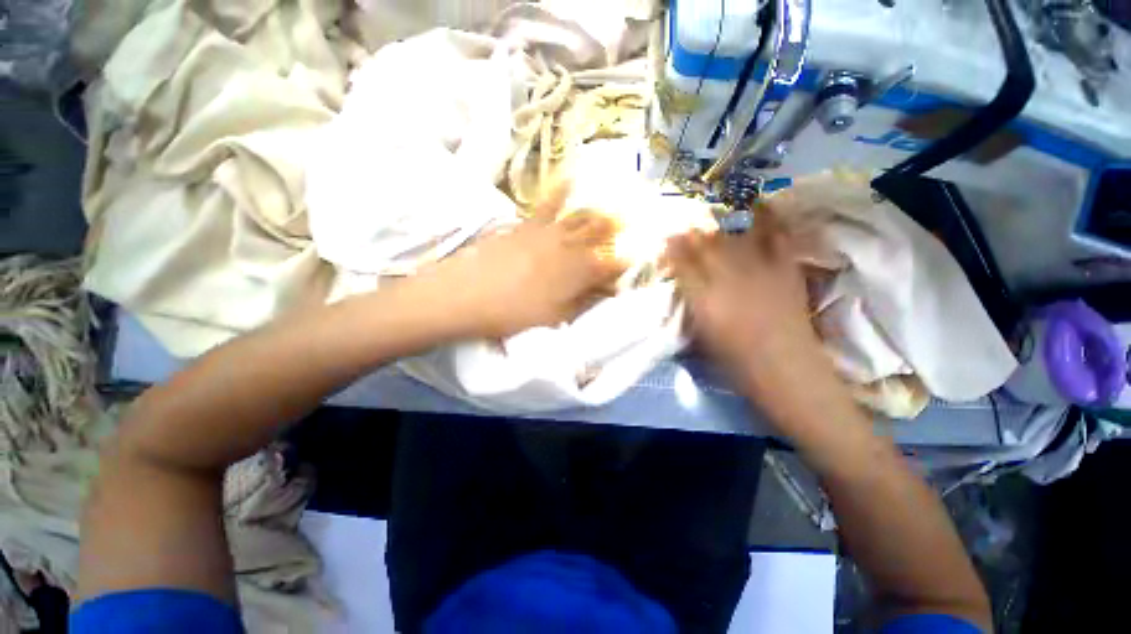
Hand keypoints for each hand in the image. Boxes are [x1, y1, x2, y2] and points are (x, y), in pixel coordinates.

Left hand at [415, 188, 626, 339]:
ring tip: (617, 198)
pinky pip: (548, 203)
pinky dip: (562, 189)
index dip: (629, 259)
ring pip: (581, 215)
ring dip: (602, 207)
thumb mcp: (553, 316)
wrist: (464, 295)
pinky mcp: (525, 225)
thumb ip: (582, 301)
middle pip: (601, 232)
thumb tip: (605, 292)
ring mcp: (546, 232)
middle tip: (639, 217)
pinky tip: (571, 176)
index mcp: (577, 272)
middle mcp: (567, 246)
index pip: (612, 263)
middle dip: (622, 226)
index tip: (641, 255)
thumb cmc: (512, 313)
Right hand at [667, 210, 848, 422]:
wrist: (786, 372)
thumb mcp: (702, 337)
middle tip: (682, 224)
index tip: (664, 237)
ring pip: (733, 239)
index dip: (671, 248)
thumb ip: (692, 306)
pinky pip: (776, 237)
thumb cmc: (737, 363)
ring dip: (717, 228)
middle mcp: (727, 280)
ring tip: (709, 220)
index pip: (681, 265)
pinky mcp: (785, 270)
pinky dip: (767, 220)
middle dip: (690, 233)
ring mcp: (759, 272)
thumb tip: (684, 284)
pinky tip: (757, 208)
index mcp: (703, 301)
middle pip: (704, 247)